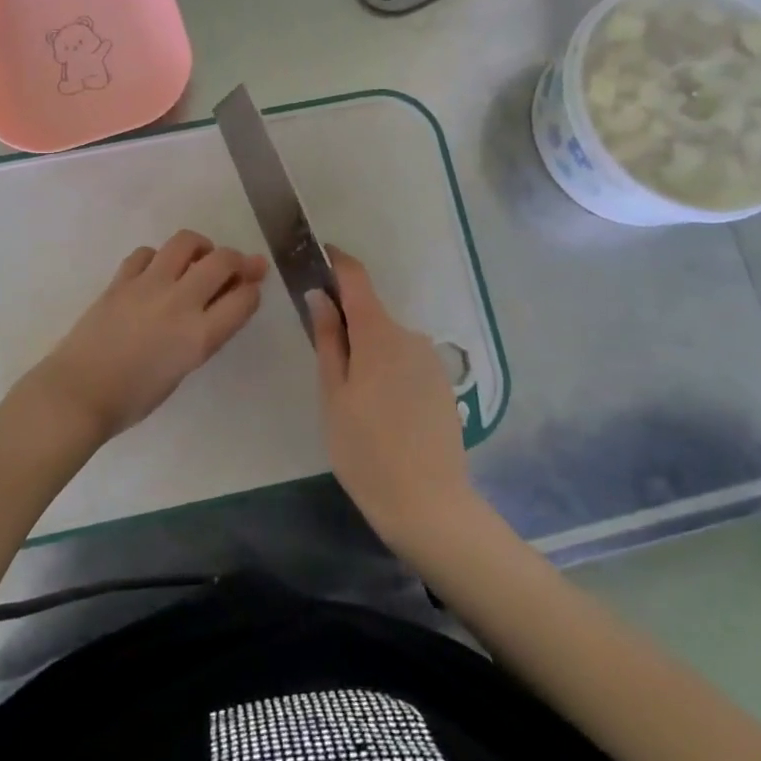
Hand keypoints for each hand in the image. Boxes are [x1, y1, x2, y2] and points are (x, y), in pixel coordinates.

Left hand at [30, 229, 267, 443]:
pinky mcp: (121, 279)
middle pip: (221, 261)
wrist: (78, 394)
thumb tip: (214, 308)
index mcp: (199, 336)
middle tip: (240, 266)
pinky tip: (157, 271)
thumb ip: (203, 335)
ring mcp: (148, 285)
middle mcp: (179, 302)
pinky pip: (147, 253)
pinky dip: (158, 257)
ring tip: (199, 259)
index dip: (252, 289)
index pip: (243, 299)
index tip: (251, 288)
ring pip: (185, 242)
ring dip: (200, 247)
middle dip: (239, 260)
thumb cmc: (133, 398)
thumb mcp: (182, 369)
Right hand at [309, 246, 474, 548]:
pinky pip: (406, 362)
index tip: (318, 257)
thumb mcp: (334, 394)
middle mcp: (410, 336)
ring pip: (388, 341)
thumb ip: (328, 339)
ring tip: (353, 400)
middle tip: (323, 362)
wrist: (429, 503)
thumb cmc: (365, 449)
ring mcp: (431, 361)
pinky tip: (382, 413)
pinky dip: (388, 371)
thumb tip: (320, 296)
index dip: (337, 262)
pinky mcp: (442, 384)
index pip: (357, 278)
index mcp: (378, 334)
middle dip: (346, 323)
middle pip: (371, 314)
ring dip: (368, 351)